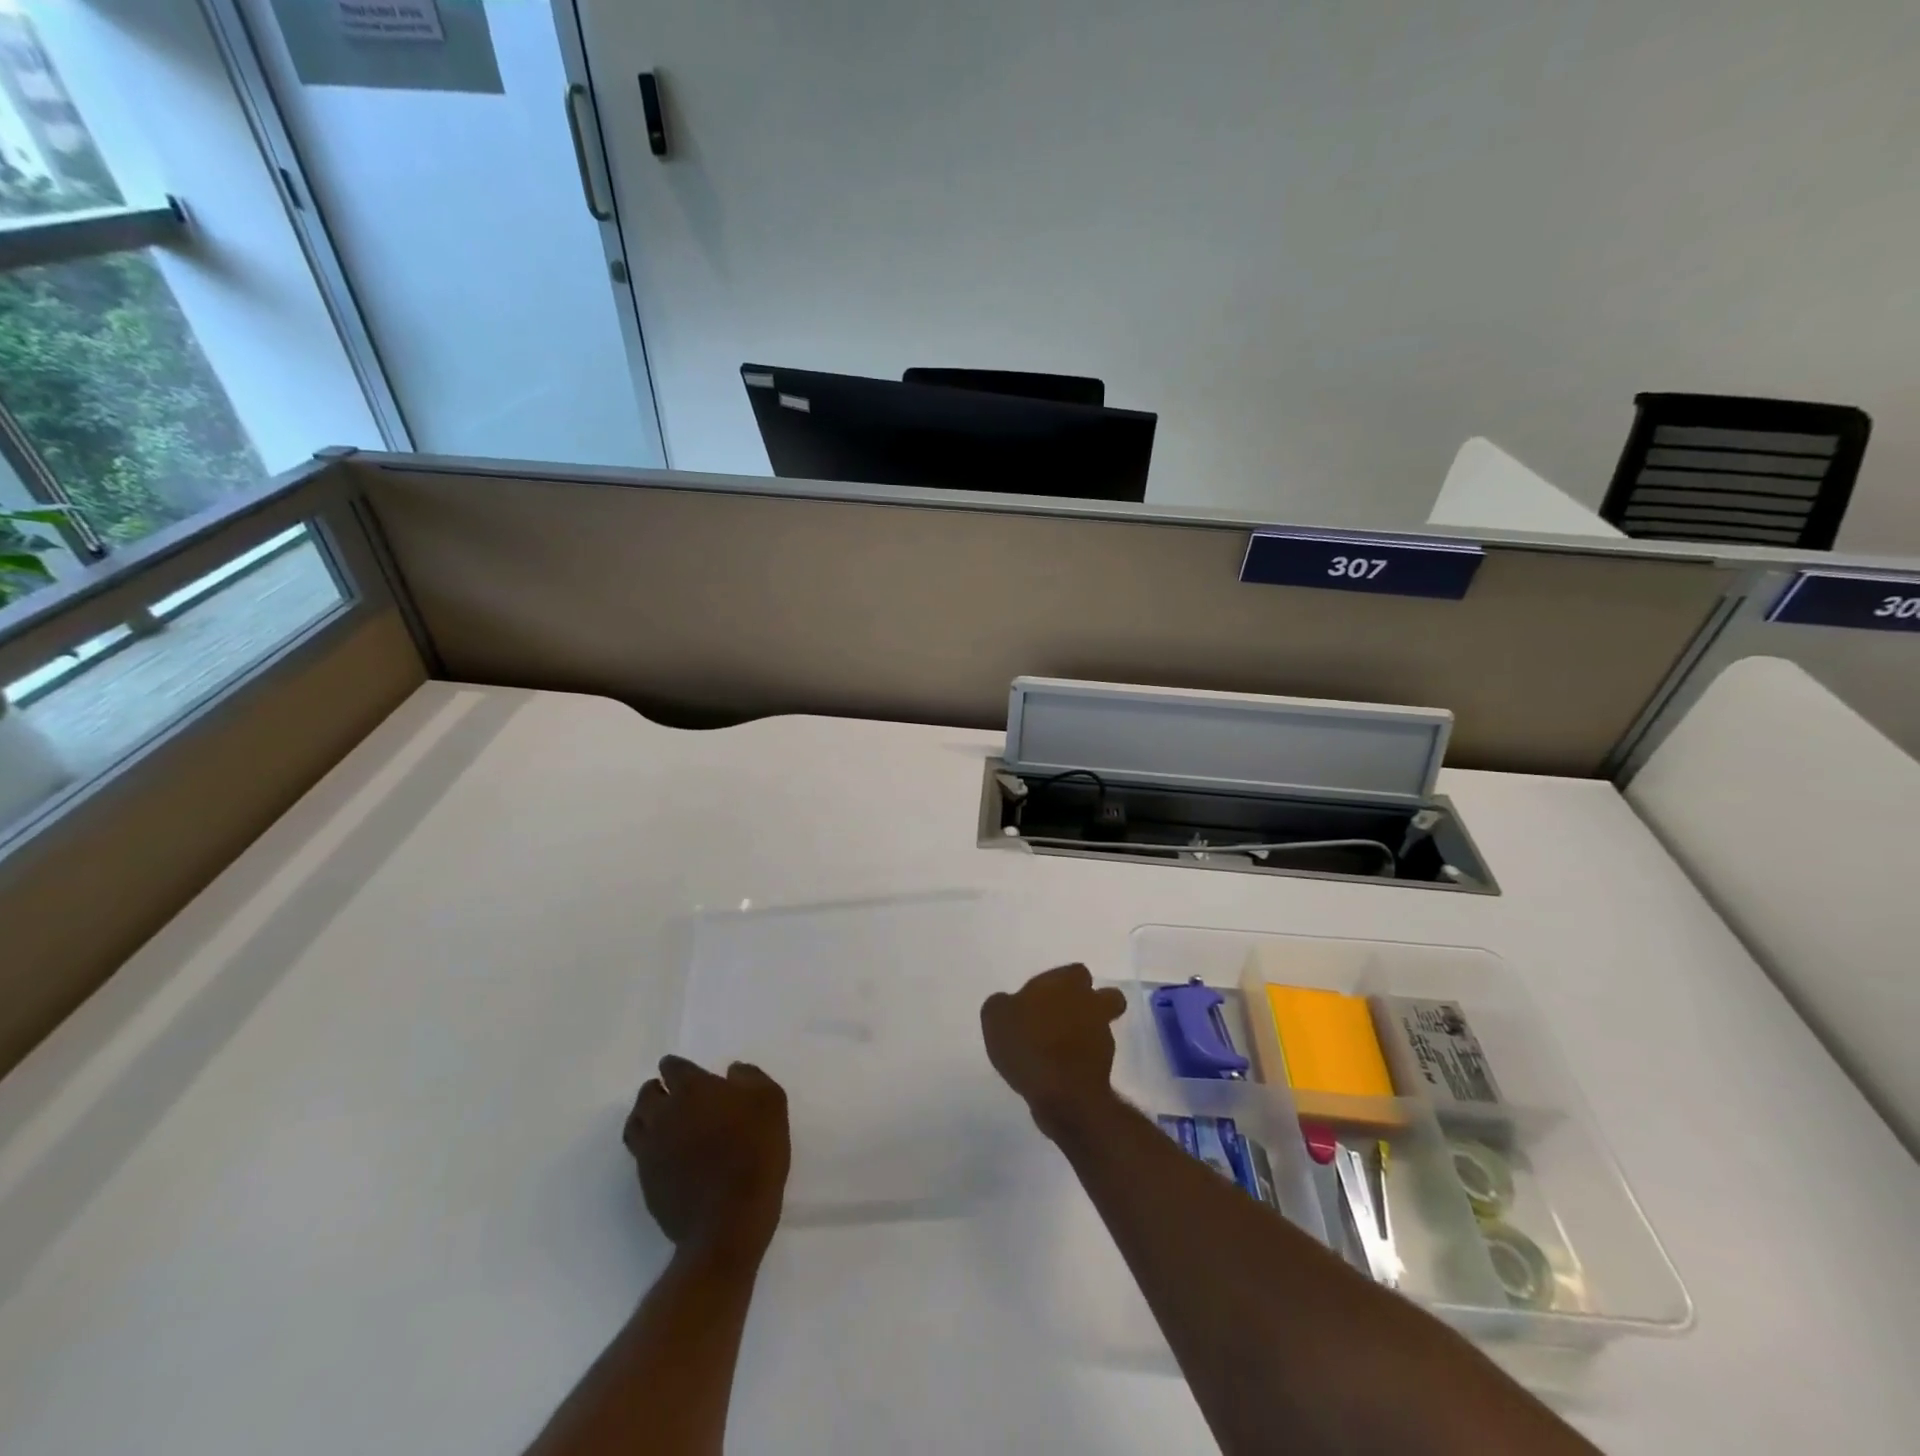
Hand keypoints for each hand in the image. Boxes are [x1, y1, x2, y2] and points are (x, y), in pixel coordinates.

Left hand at [624, 1056, 790, 1258]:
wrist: (730, 1219)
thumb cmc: (755, 1151)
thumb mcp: (771, 1102)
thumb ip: (751, 1077)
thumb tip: (732, 1071)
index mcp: (692, 1090)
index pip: (672, 1068)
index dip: (677, 1067)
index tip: (687, 1073)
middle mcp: (664, 1114)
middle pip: (647, 1094)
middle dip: (657, 1089)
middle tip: (672, 1094)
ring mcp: (650, 1150)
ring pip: (635, 1123)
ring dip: (646, 1116)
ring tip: (661, 1121)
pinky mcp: (646, 1182)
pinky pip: (639, 1154)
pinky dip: (648, 1147)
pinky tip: (666, 1154)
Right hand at [981, 963, 1127, 1133]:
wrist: (1061, 1093)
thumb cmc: (1028, 1043)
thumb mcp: (996, 1017)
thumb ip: (1002, 1003)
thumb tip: (1007, 1003)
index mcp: (1068, 983)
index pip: (1075, 972)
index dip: (1061, 982)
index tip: (1043, 997)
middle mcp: (1092, 1004)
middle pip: (1106, 997)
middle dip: (1090, 1004)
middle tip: (1063, 1017)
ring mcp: (1103, 1036)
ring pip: (1101, 1027)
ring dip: (1085, 1033)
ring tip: (1057, 1049)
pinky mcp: (1105, 1068)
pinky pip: (1094, 1057)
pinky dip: (1081, 1060)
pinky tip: (1059, 1071)